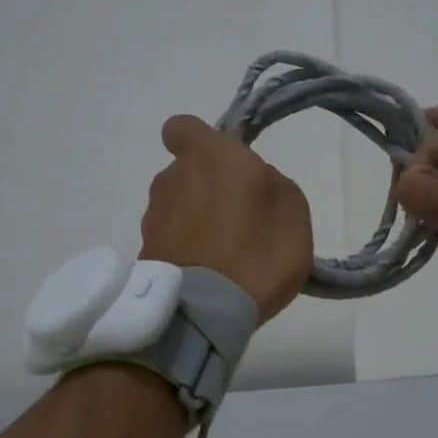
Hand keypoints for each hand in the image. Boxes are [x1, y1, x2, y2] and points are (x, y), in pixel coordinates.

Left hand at [141, 115, 313, 323]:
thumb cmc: (258, 250)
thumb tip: (252, 183)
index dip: (198, 141)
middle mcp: (172, 178)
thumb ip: (269, 182)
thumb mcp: (292, 209)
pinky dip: (185, 251)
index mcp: (209, 156)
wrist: (207, 311)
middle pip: (185, 173)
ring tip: (222, 256)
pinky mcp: (144, 252)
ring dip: (194, 222)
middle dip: (205, 189)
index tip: (221, 164)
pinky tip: (207, 276)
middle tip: (237, 220)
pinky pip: (170, 241)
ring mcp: (153, 217)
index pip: (182, 127)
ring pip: (176, 207)